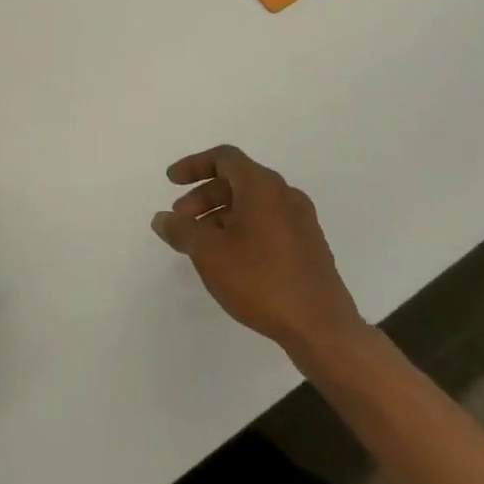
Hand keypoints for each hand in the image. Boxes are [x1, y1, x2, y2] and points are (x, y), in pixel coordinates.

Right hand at [153, 146, 366, 359]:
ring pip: (253, 204)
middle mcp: (285, 194)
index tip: (171, 181)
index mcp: (262, 186)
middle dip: (204, 196)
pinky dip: (243, 229)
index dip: (193, 165)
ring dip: (222, 215)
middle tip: (182, 220)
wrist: (321, 326)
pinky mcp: (309, 245)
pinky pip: (268, 223)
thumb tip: (162, 218)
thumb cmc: (260, 279)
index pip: (224, 158)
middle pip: (237, 181)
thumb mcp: (209, 253)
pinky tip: (231, 259)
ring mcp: (301, 220)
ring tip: (201, 244)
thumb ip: (182, 230)